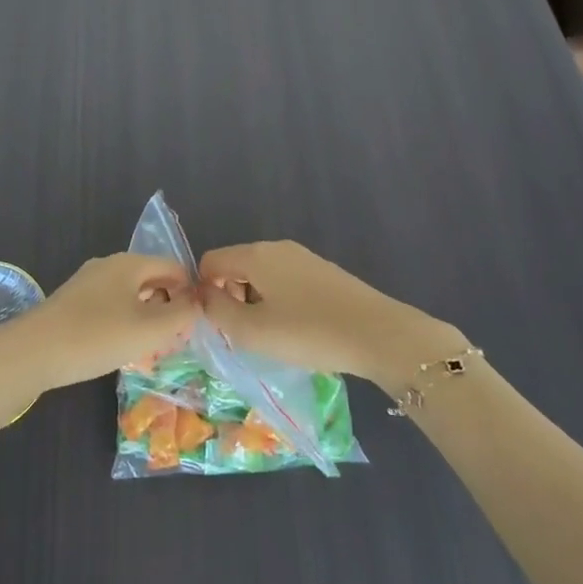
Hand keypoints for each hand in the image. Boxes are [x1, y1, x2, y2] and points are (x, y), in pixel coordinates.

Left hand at [0, 254, 195, 416]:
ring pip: (130, 296)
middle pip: (151, 280)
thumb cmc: (96, 337)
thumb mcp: (149, 330)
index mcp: (129, 263)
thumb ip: (181, 315)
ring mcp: (87, 284)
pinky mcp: (72, 304)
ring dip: (147, 319)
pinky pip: (110, 308)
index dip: (191, 291)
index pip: (174, 267)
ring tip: (155, 350)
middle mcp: (108, 266)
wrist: (31, 352)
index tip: (199, 322)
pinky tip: (123, 351)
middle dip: (169, 307)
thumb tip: (195, 304)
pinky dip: (125, 324)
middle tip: (179, 339)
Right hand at [200, 240, 464, 387]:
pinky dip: (278, 302)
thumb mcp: (252, 331)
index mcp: (255, 255)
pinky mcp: (324, 273)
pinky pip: (285, 282)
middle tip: (240, 334)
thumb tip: (204, 297)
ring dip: (254, 302)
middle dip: (229, 297)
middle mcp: (277, 248)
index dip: (203, 290)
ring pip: (262, 275)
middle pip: (236, 266)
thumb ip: (217, 312)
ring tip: (268, 336)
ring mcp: (304, 258)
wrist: (379, 335)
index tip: (214, 323)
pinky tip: (295, 329)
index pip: (210, 261)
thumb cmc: (307, 332)